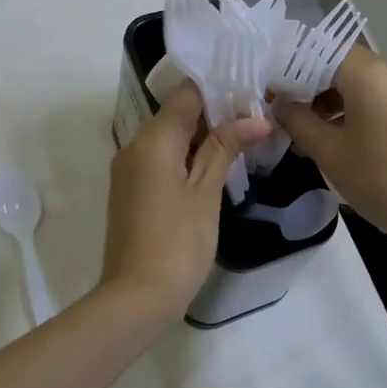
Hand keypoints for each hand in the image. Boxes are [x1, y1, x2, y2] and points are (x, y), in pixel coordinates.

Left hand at [101, 82, 271, 320]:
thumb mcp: (206, 191)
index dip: (219, 89)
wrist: (136, 298)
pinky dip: (186, 156)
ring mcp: (129, 169)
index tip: (252, 94)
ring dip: (202, 136)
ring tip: (244, 139)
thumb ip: (226, 147)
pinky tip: (215, 166)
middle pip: (177, 114)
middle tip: (257, 117)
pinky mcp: (131, 190)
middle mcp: (134, 145)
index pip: (186, 94)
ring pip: (169, 136)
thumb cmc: (178, 242)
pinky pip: (161, 158)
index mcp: (152, 139)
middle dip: (215, 113)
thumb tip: (256, 118)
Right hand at [274, 47, 386, 268]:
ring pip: (362, 84)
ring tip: (310, 134)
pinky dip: (356, 110)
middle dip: (311, 87)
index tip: (272, 92)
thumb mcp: (330, 153)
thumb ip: (298, 122)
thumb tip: (281, 106)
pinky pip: (381, 99)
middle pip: (341, 65)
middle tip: (286, 114)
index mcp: (370, 74)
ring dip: (333, 101)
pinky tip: (341, 141)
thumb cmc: (383, 181)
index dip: (292, 68)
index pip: (320, 50)